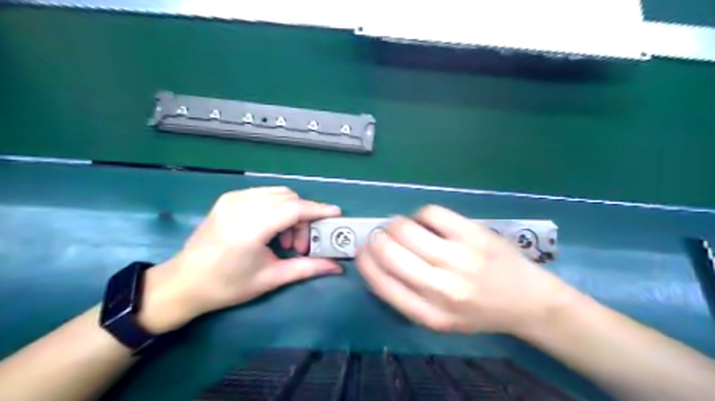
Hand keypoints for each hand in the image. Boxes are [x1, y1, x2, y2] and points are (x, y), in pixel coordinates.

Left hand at [139, 187, 342, 333]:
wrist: (183, 282)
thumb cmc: (227, 286)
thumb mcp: (271, 279)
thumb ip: (307, 268)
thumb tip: (337, 267)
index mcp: (250, 228)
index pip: (293, 208)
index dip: (318, 209)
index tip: (336, 214)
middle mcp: (240, 206)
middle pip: (288, 198)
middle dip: (303, 217)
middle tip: (300, 246)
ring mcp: (232, 199)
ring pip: (278, 193)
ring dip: (291, 212)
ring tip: (285, 240)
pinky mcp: (228, 198)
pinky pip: (265, 194)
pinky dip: (277, 207)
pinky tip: (272, 229)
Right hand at [357, 206, 574, 336]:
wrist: (526, 301)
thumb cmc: (477, 312)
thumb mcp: (437, 320)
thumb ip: (404, 296)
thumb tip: (375, 260)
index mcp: (428, 314)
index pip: (380, 281)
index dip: (364, 260)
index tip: (362, 250)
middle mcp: (441, 288)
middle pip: (389, 251)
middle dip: (376, 238)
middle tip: (381, 235)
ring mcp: (459, 258)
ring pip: (406, 228)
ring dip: (396, 224)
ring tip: (402, 227)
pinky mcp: (473, 234)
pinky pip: (430, 213)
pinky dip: (421, 215)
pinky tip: (428, 222)